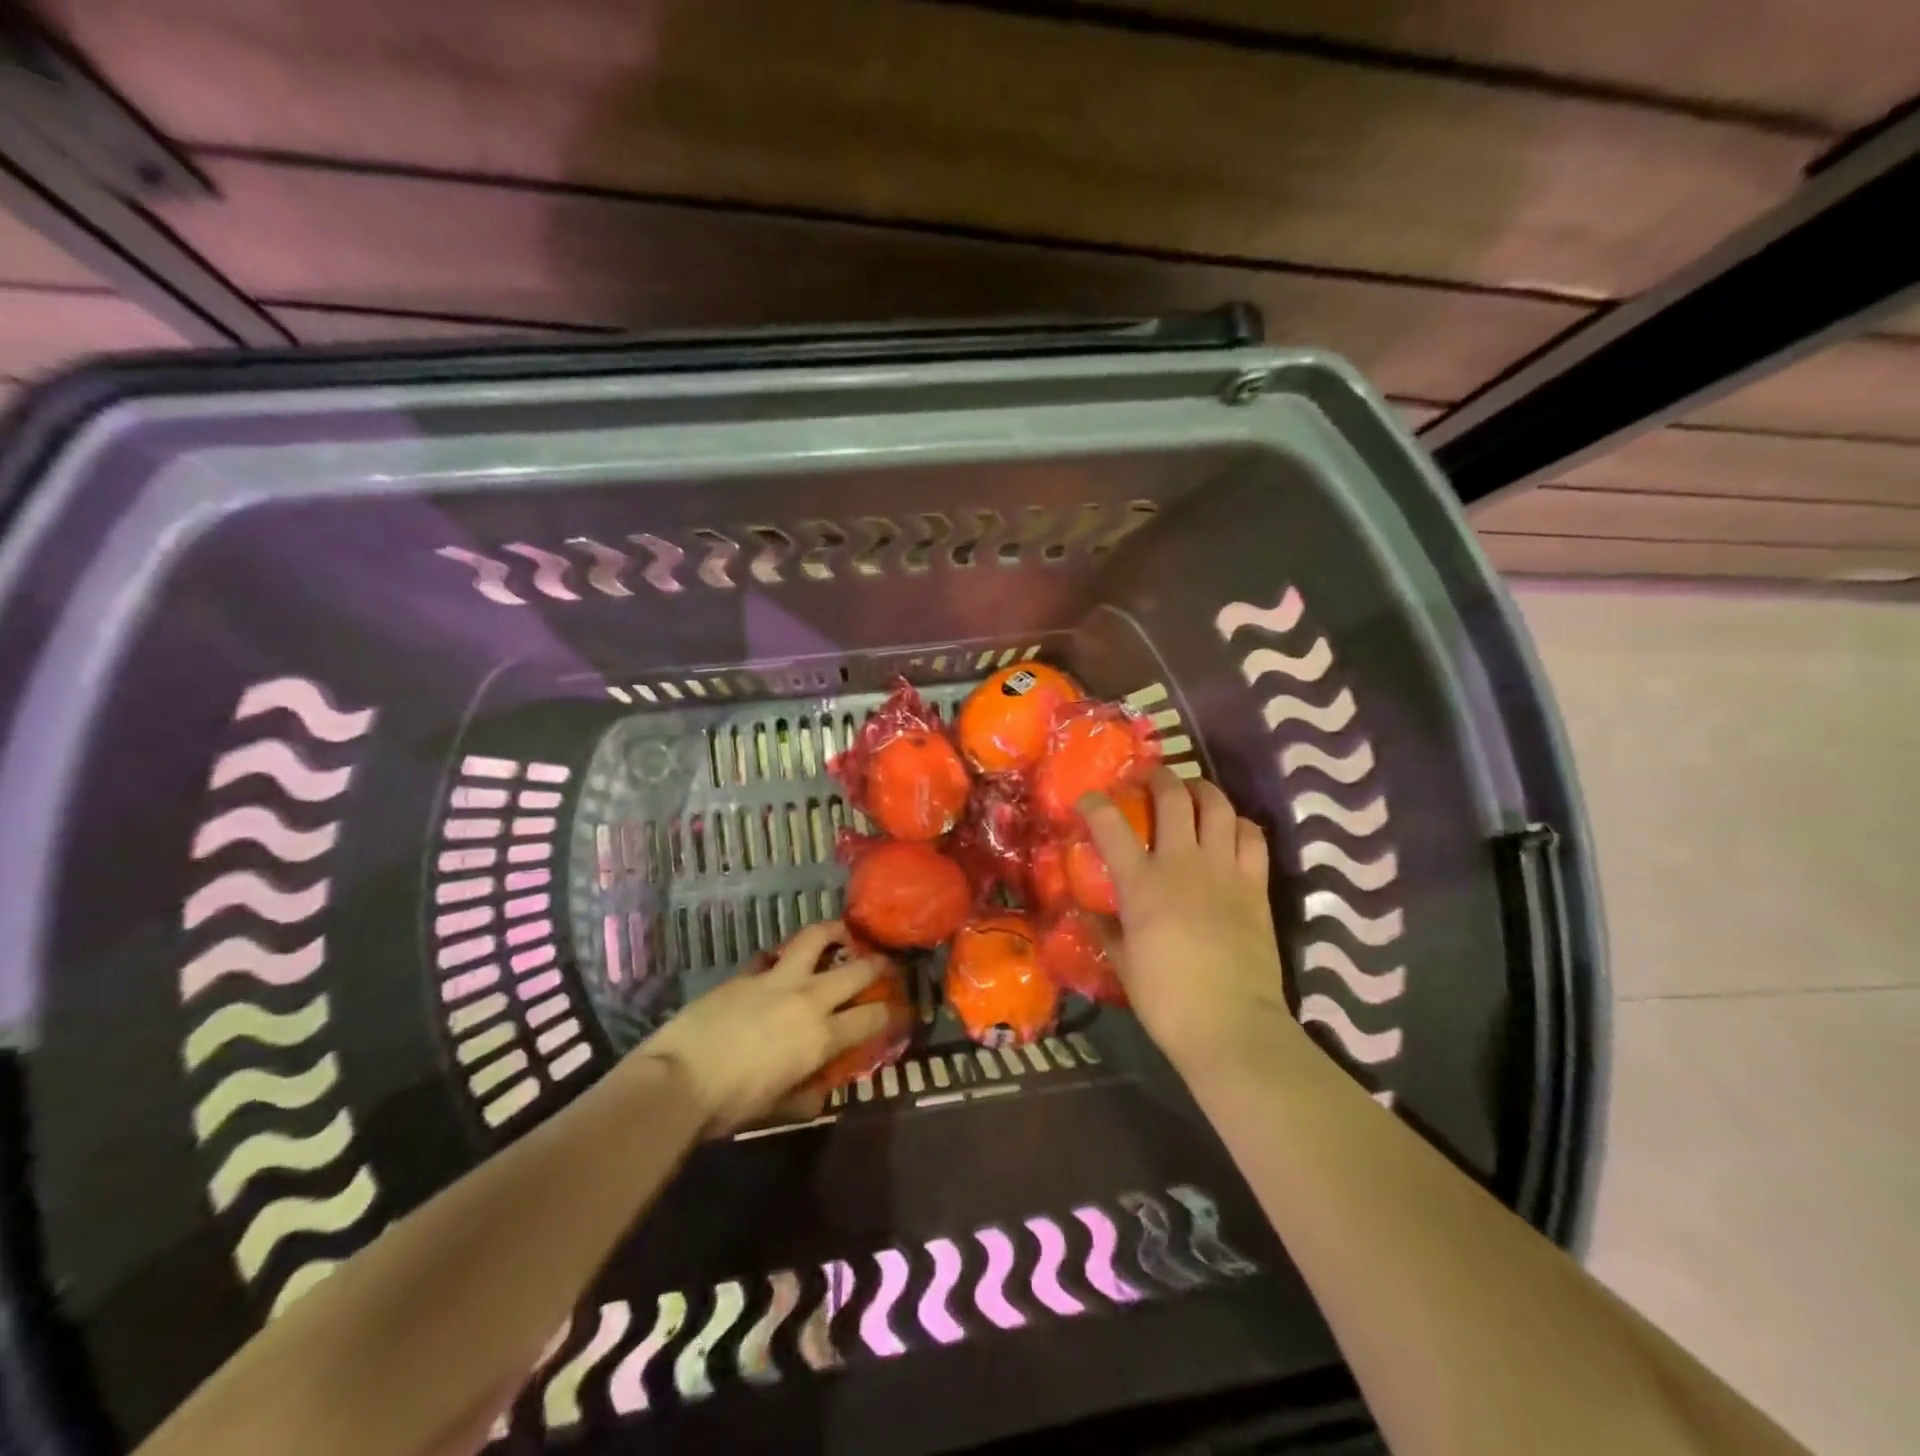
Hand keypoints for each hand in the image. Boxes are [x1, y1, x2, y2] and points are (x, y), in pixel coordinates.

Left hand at [630, 921, 894, 1135]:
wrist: (677, 1079)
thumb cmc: (729, 1104)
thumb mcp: (776, 1107)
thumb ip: (805, 1096)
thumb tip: (820, 1092)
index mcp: (821, 1036)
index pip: (872, 1017)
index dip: (893, 1012)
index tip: (901, 1010)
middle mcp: (808, 998)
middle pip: (857, 969)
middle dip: (878, 963)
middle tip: (885, 963)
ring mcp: (777, 979)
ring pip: (816, 938)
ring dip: (834, 932)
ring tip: (842, 933)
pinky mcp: (747, 973)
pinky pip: (773, 955)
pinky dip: (783, 956)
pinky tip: (781, 961)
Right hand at [1080, 769, 1304, 1075]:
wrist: (1232, 1027)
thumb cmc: (1166, 1000)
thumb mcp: (1123, 964)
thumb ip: (1106, 930)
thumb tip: (1091, 912)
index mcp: (1141, 883)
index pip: (1109, 824)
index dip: (1094, 803)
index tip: (1087, 800)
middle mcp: (1182, 862)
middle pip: (1172, 796)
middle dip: (1156, 777)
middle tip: (1148, 778)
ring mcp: (1224, 869)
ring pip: (1217, 805)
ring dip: (1201, 790)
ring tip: (1191, 793)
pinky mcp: (1256, 884)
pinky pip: (1252, 836)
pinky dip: (1238, 823)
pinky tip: (1230, 830)